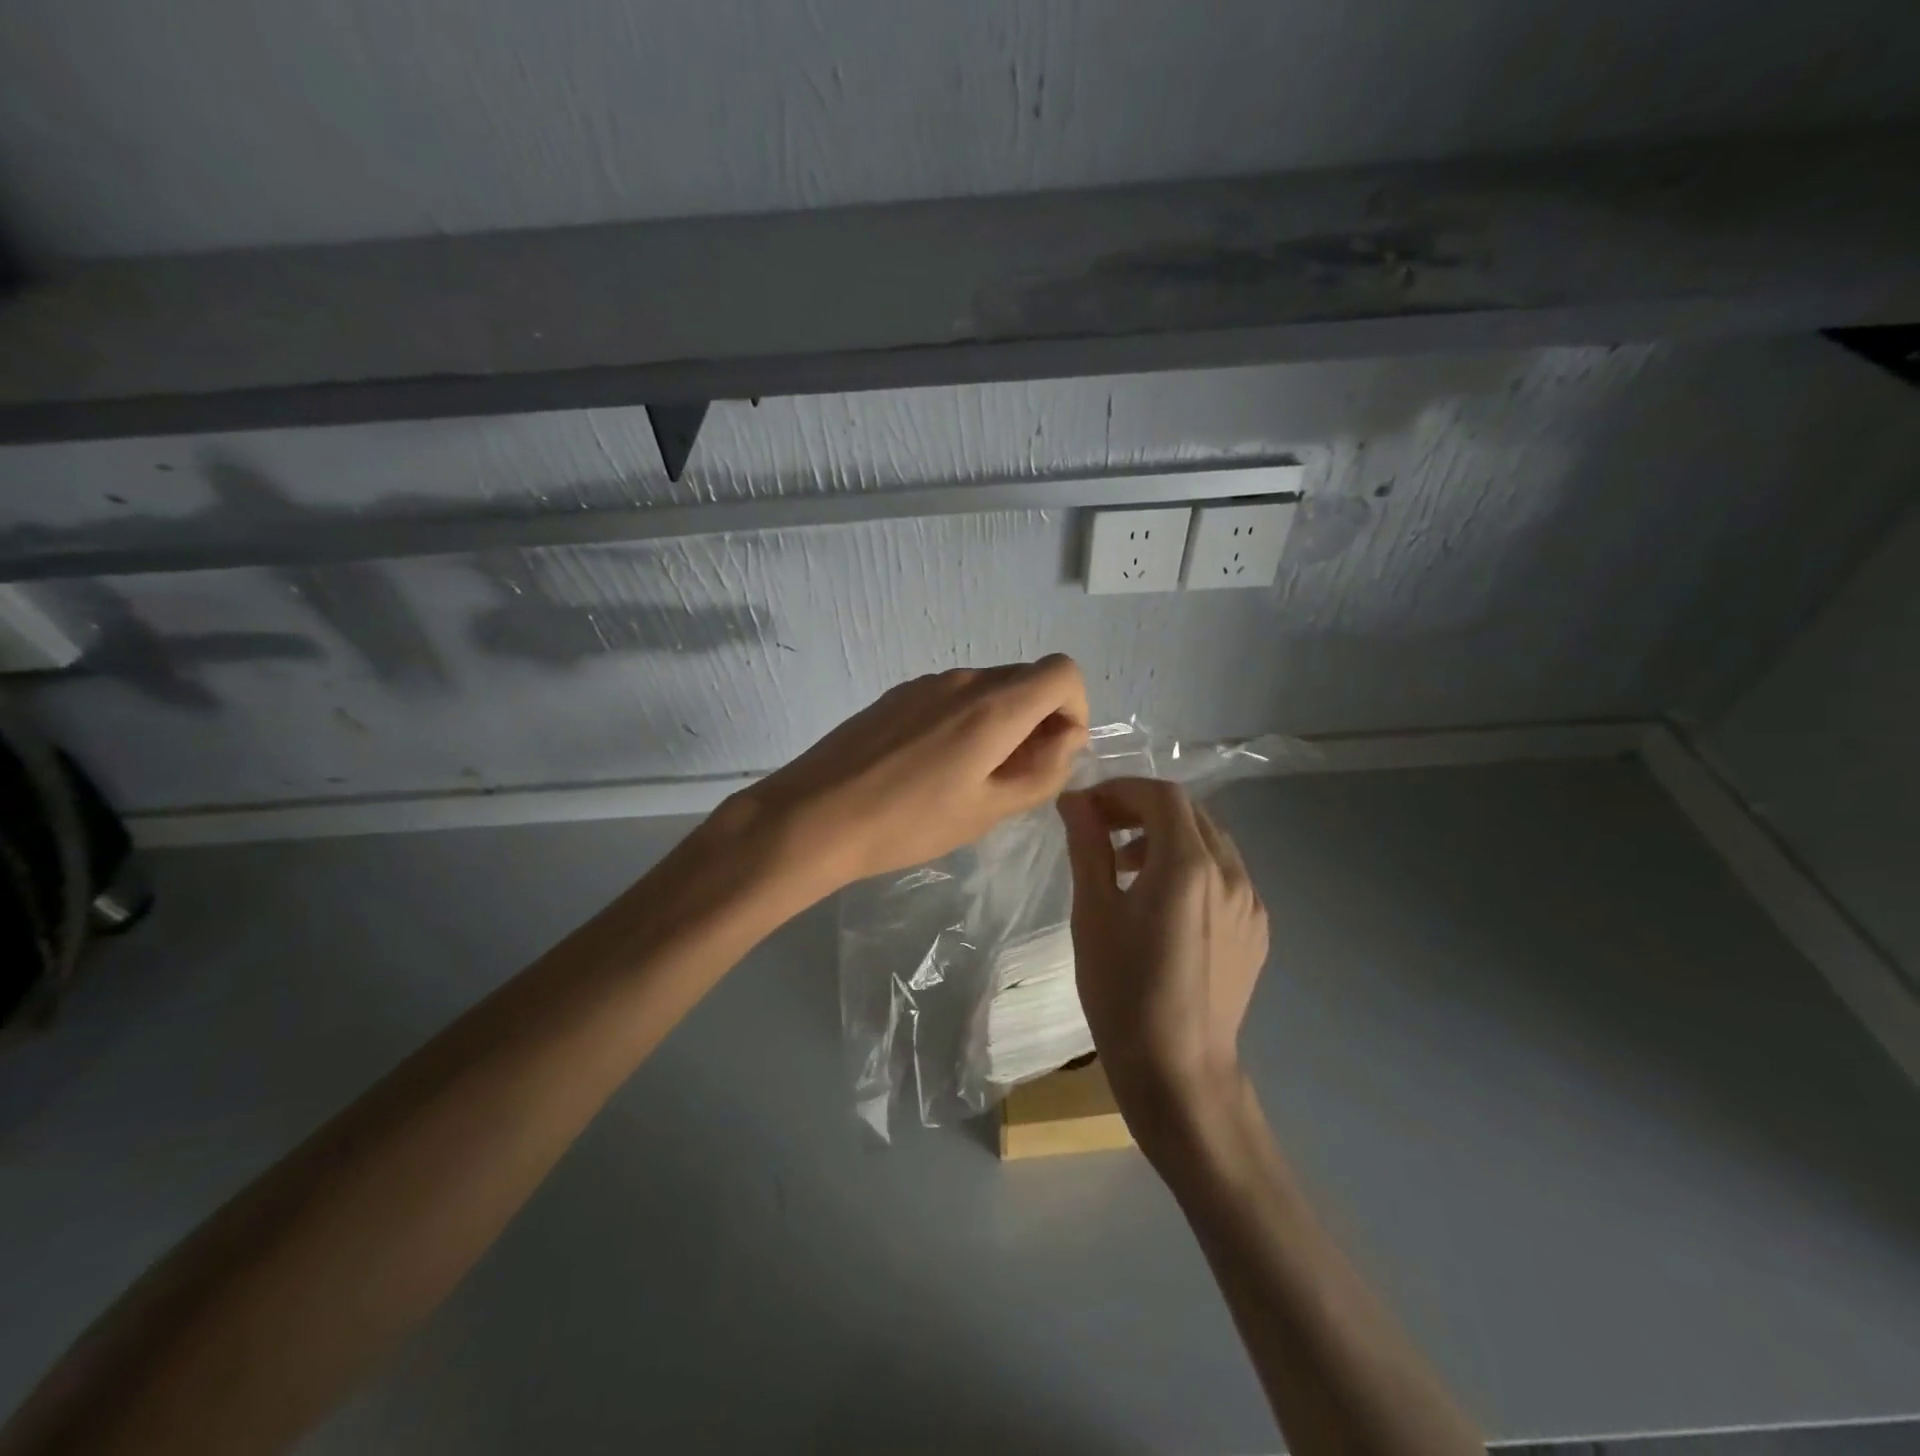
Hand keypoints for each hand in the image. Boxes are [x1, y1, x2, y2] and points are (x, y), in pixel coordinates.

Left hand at [741, 655, 1089, 891]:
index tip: (1055, 752)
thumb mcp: (987, 810)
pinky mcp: (898, 695)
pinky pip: (953, 696)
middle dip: (1039, 720)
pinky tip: (934, 766)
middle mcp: (964, 680)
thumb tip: (1069, 737)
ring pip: (989, 688)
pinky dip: (967, 720)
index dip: (1074, 708)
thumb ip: (1042, 770)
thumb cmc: (909, 823)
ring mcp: (926, 683)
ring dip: (1002, 722)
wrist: (814, 816)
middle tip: (1015, 775)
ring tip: (971, 776)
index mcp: (993, 706)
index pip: (1063, 672)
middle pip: (1027, 679)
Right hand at [1058, 778, 1268, 1157]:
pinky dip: (1192, 868)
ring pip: (1210, 843)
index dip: (1122, 790)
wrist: (1179, 1072)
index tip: (1087, 808)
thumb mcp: (1093, 913)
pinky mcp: (1256, 930)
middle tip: (1101, 831)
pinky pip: (1225, 877)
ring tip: (1127, 867)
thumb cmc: (1123, 992)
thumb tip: (1075, 800)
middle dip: (1142, 810)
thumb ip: (1088, 846)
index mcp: (1189, 865)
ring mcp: (1250, 903)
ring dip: (1168, 838)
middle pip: (1189, 814)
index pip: (1162, 796)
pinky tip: (1163, 904)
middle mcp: (1231, 874)